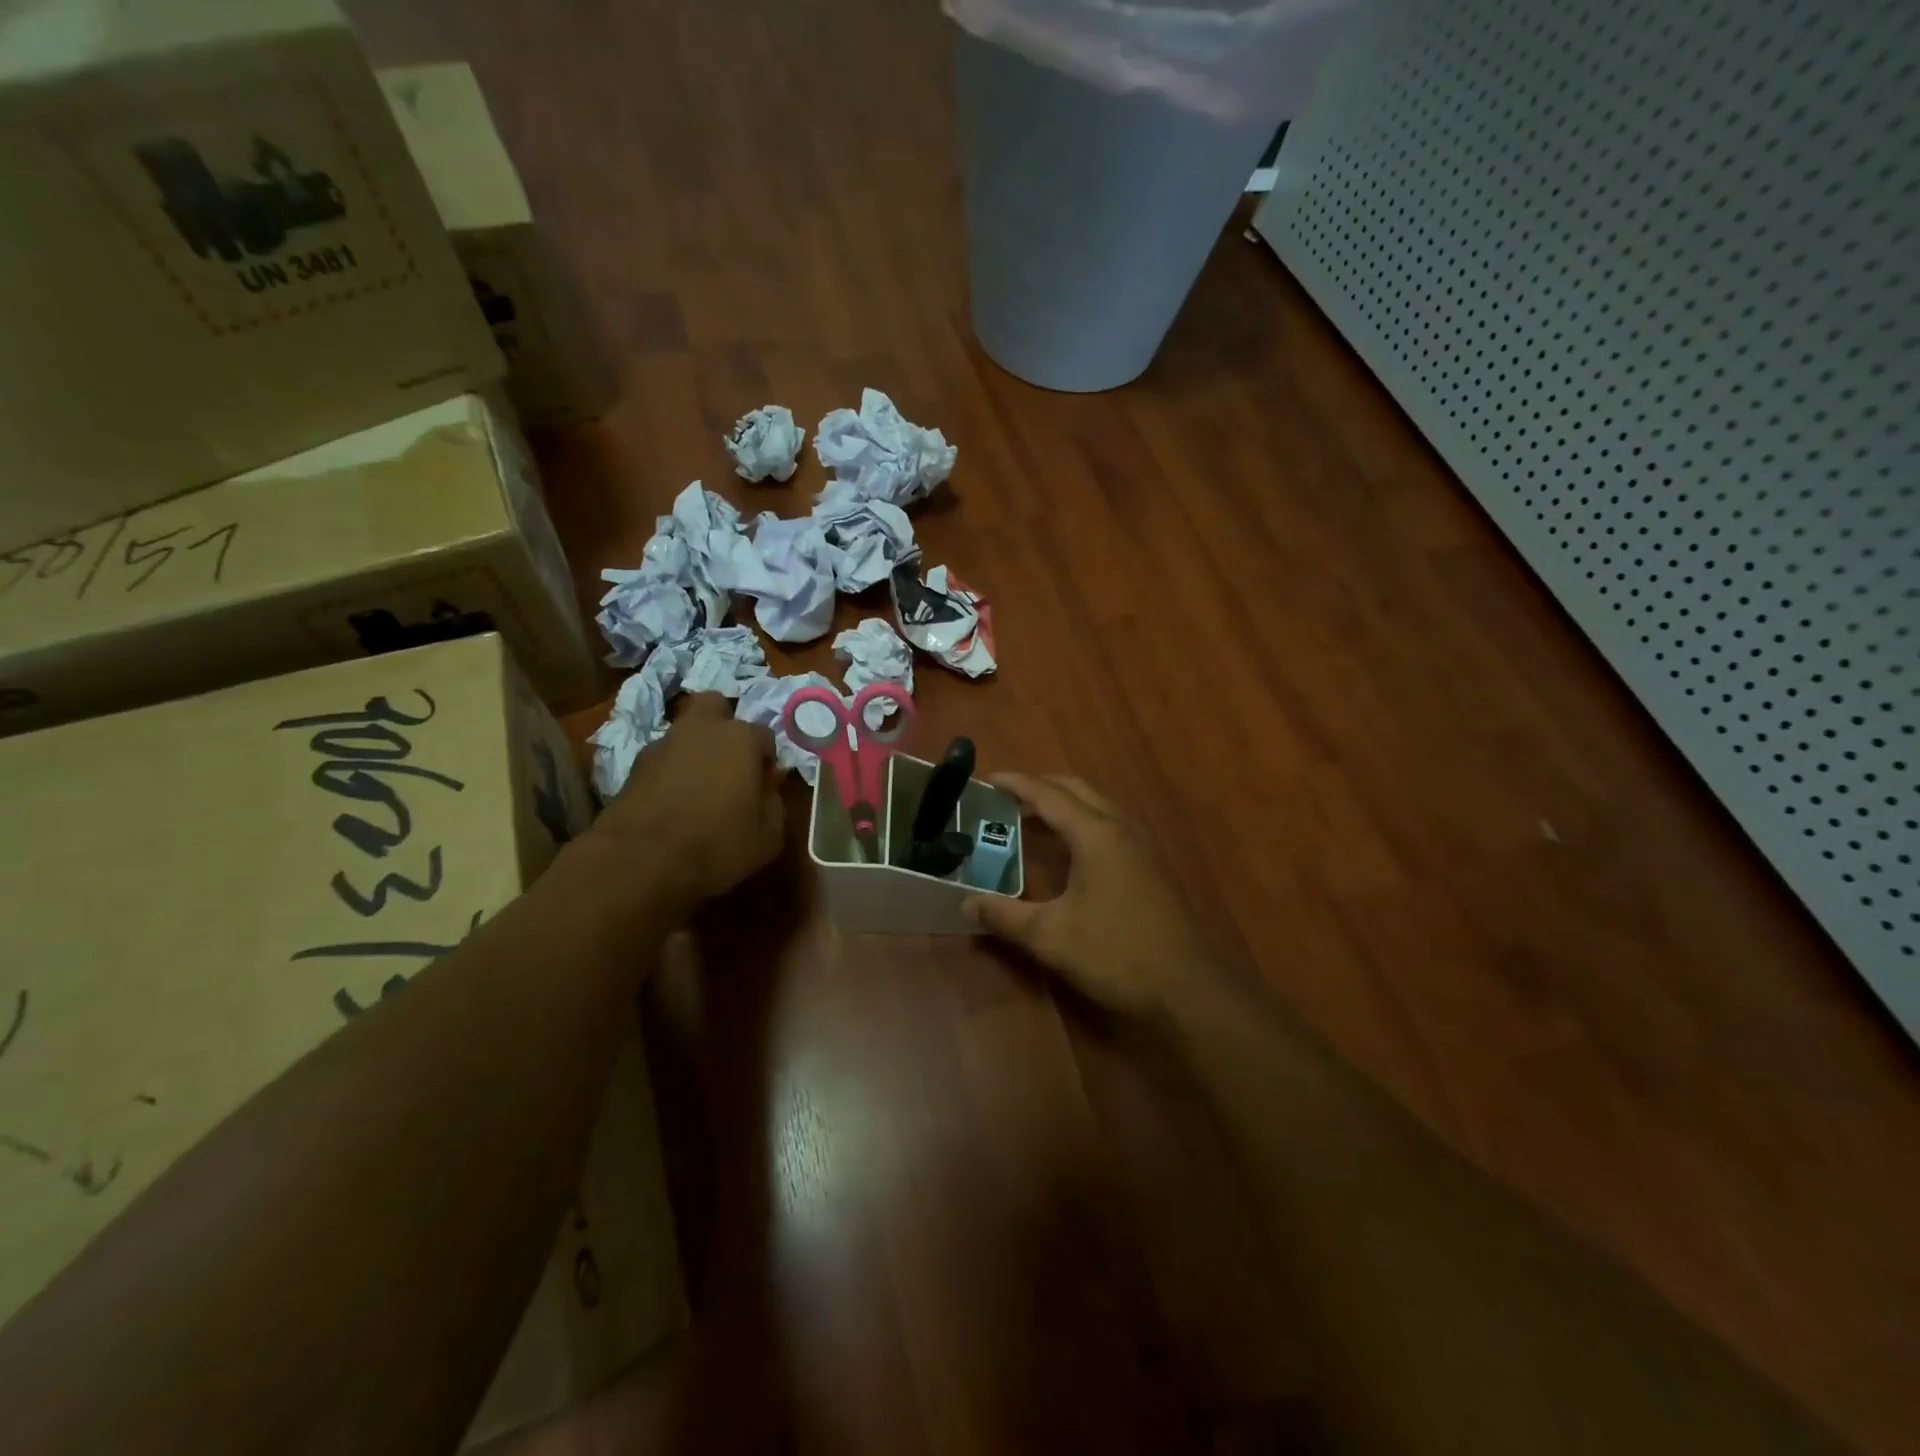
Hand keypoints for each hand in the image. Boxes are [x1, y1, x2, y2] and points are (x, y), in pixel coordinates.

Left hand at [595, 693, 782, 908]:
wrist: (641, 860)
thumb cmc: (717, 844)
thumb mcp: (768, 837)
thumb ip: (773, 806)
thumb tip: (766, 793)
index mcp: (742, 739)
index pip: (765, 735)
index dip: (766, 760)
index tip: (763, 784)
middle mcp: (702, 730)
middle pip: (714, 705)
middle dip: (723, 724)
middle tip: (729, 759)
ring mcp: (663, 743)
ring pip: (685, 732)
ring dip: (694, 748)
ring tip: (698, 785)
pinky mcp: (634, 765)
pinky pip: (662, 758)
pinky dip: (670, 770)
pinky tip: (673, 799)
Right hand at [963, 773, 1214, 1019]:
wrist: (1186, 988)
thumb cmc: (1115, 954)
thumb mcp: (1050, 937)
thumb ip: (1005, 916)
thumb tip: (966, 903)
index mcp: (1096, 835)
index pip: (1049, 796)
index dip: (1017, 784)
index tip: (989, 779)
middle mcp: (1121, 829)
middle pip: (1076, 790)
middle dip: (1041, 786)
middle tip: (1007, 796)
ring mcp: (1141, 846)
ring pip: (1097, 806)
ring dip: (1064, 804)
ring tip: (1031, 819)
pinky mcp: (1151, 865)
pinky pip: (1109, 825)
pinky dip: (1082, 822)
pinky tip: (1068, 850)